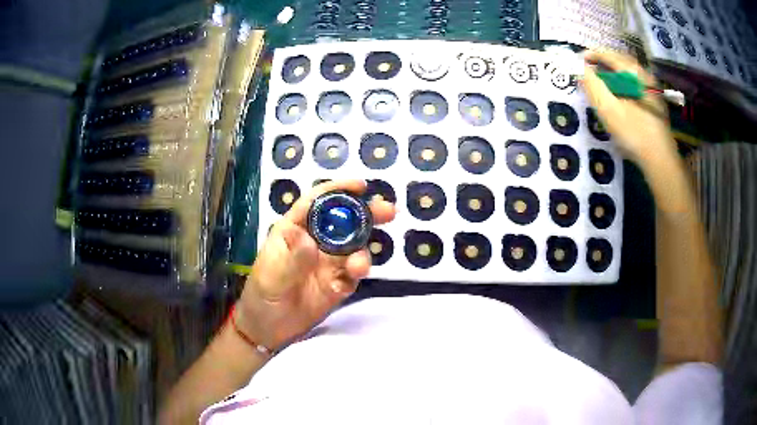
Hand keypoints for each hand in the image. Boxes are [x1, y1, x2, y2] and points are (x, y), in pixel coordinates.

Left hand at [235, 180, 395, 351]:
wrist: (268, 329)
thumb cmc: (262, 294)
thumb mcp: (271, 275)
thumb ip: (292, 258)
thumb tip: (309, 240)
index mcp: (295, 229)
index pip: (317, 203)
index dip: (338, 190)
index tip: (361, 186)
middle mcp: (316, 241)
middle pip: (344, 221)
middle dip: (366, 214)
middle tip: (389, 211)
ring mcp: (328, 263)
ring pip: (354, 248)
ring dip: (363, 251)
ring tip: (359, 266)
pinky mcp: (338, 284)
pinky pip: (353, 275)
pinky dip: (356, 275)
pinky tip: (350, 281)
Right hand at [581, 50, 677, 168]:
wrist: (661, 161)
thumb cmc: (634, 133)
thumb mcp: (608, 109)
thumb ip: (592, 85)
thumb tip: (577, 66)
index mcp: (635, 74)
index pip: (610, 55)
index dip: (593, 55)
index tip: (579, 59)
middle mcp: (646, 77)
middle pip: (621, 62)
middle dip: (604, 63)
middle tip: (590, 69)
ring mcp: (653, 91)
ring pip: (630, 75)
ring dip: (615, 75)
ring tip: (603, 82)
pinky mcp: (656, 105)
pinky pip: (636, 86)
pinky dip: (624, 85)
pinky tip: (620, 96)